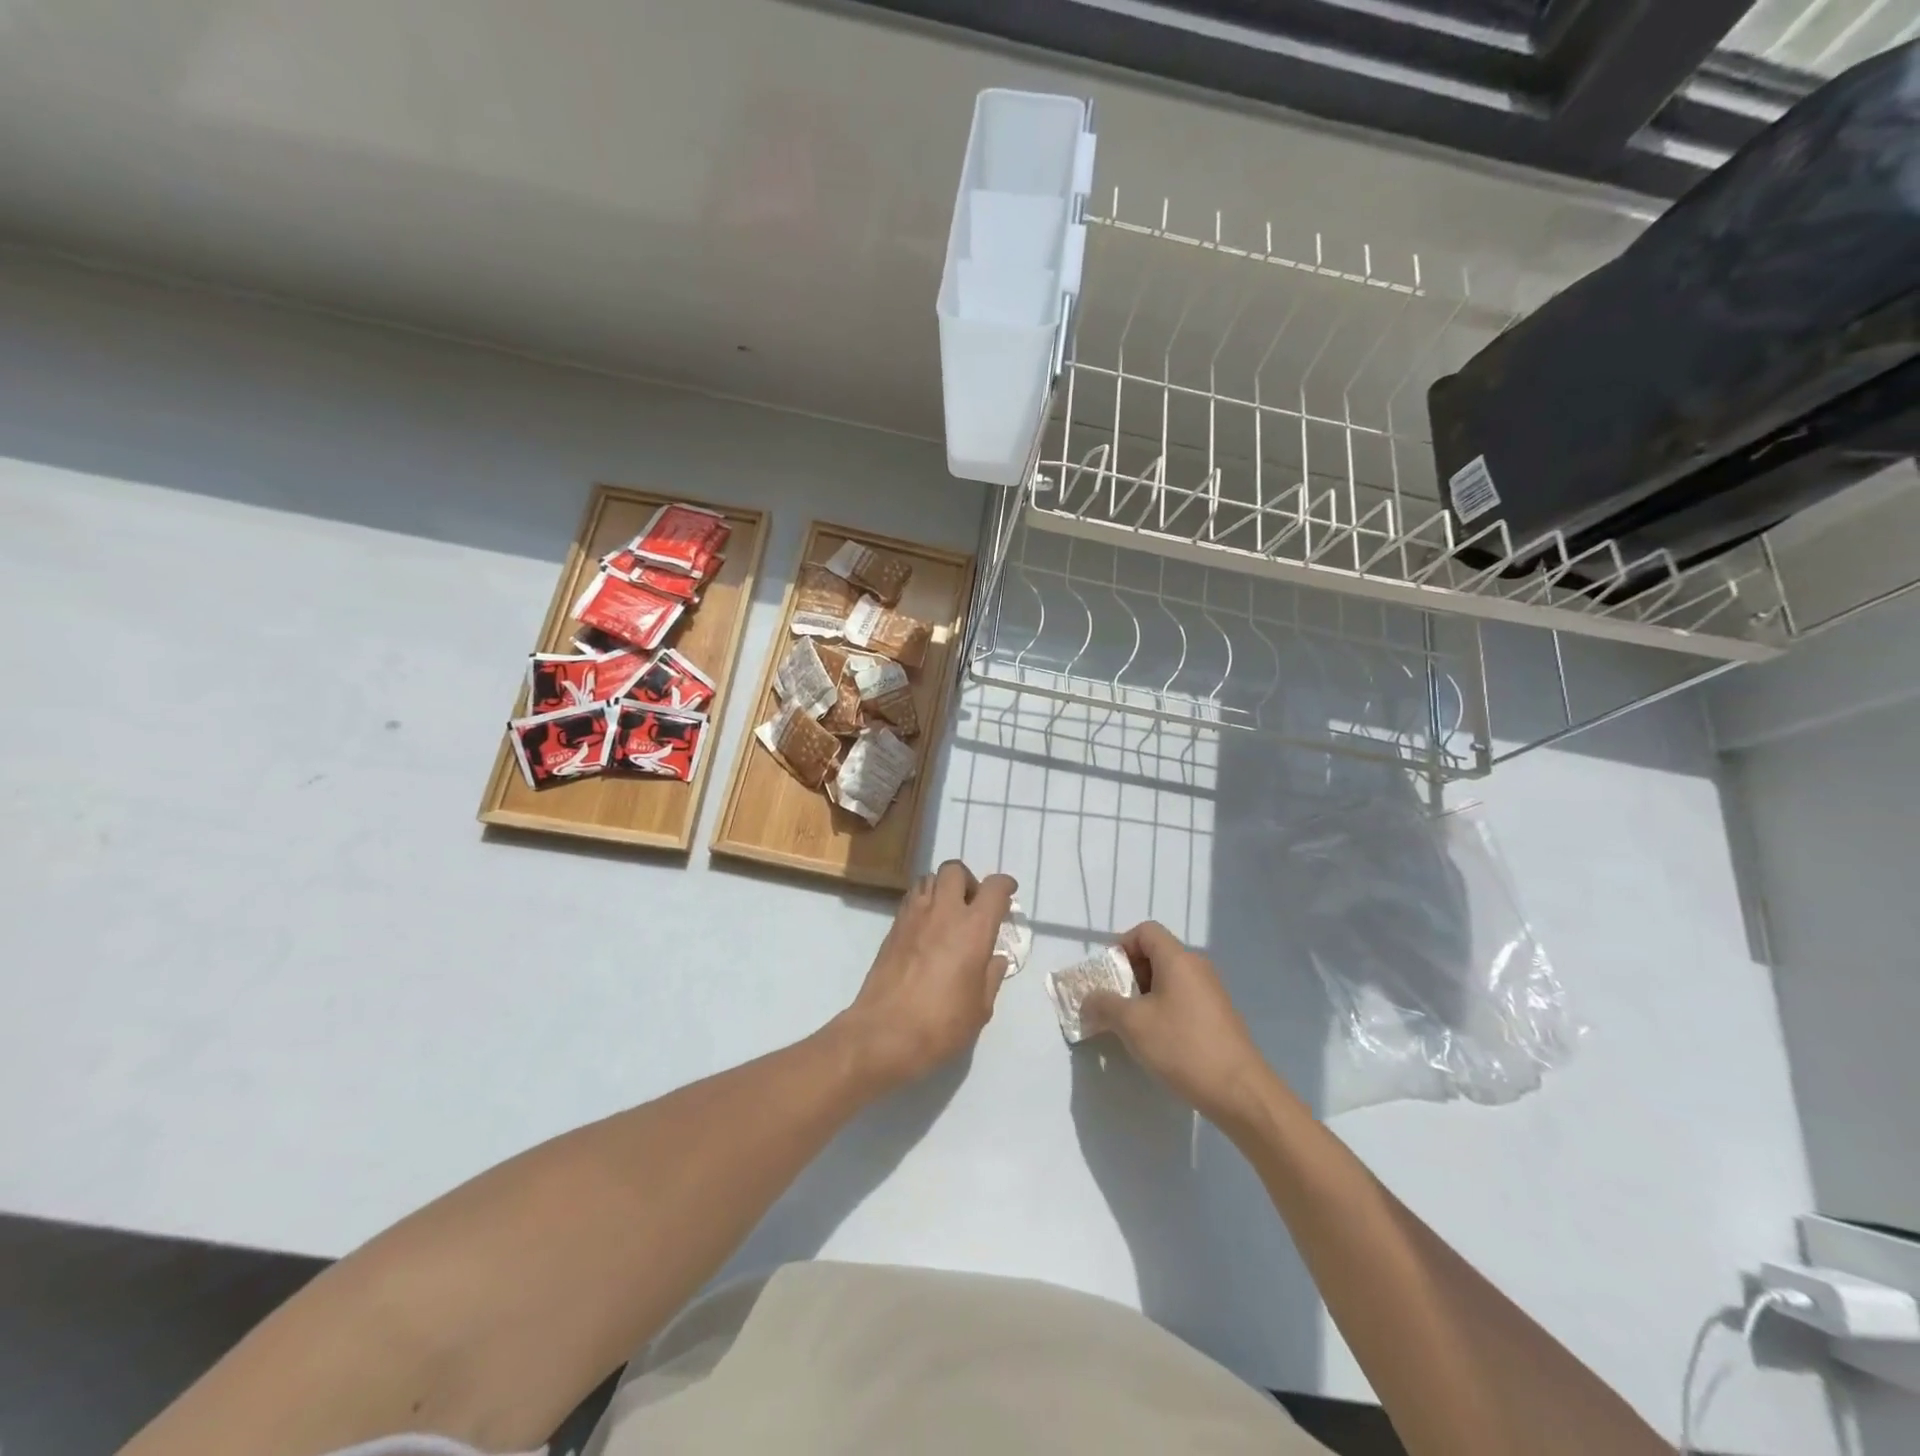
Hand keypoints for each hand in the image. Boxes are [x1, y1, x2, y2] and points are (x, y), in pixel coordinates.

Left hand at [833, 860, 1016, 1093]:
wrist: (884, 1034)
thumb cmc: (941, 1024)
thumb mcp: (980, 1008)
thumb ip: (991, 977)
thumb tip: (994, 959)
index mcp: (973, 928)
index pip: (994, 888)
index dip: (1004, 885)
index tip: (1008, 893)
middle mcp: (943, 912)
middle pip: (955, 870)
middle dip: (968, 880)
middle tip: (973, 905)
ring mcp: (913, 916)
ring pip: (929, 879)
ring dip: (943, 888)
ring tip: (949, 915)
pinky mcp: (892, 928)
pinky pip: (912, 899)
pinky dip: (924, 902)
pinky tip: (928, 930)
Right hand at [1080, 921, 1274, 1128]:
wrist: (1240, 1092)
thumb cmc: (1182, 1047)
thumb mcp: (1132, 1024)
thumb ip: (1104, 1005)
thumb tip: (1088, 1000)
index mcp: (1178, 959)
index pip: (1145, 931)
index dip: (1121, 946)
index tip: (1108, 977)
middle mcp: (1197, 967)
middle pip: (1156, 954)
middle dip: (1129, 975)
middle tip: (1114, 1004)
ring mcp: (1211, 992)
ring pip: (1169, 979)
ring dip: (1144, 995)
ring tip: (1132, 1026)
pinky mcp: (1218, 1016)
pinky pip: (1183, 999)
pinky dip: (1163, 1009)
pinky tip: (1158, 1041)